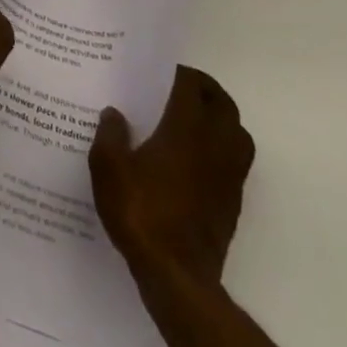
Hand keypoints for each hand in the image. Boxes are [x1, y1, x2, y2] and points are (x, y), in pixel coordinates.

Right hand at [90, 66, 254, 286]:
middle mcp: (214, 145)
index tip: (160, 70)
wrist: (177, 277)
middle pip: (223, 104)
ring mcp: (228, 176)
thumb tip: (115, 113)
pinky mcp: (233, 202)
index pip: (191, 85)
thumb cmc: (141, 213)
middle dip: (206, 89)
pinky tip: (197, 159)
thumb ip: (110, 135)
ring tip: (194, 119)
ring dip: (222, 118)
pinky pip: (237, 161)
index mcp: (185, 129)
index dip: (179, 72)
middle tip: (181, 86)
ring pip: (238, 133)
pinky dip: (224, 148)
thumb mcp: (108, 169)